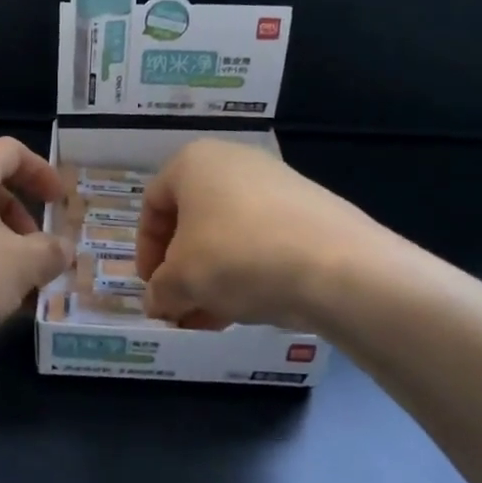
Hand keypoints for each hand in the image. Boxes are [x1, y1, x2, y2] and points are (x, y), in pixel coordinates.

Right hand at [136, 138, 394, 331]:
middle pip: (192, 220)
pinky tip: (244, 311)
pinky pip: (262, 241)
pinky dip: (246, 272)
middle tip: (179, 306)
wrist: (337, 266)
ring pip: (228, 234)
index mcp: (193, 162)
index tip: (151, 286)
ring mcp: (276, 184)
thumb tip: (158, 302)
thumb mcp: (182, 280)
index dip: (144, 249)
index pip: (152, 204)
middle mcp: (233, 162)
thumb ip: (159, 290)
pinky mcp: (308, 210)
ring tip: (208, 320)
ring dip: (211, 278)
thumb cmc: (237, 257)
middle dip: (180, 269)